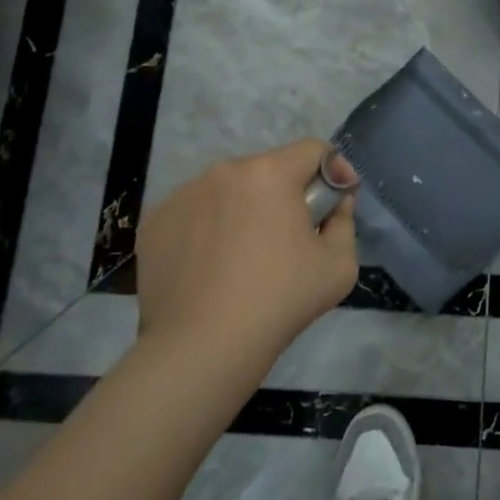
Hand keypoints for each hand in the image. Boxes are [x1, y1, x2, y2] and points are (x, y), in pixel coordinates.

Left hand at [134, 140, 358, 364]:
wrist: (201, 349)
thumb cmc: (279, 302)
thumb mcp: (340, 266)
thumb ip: (345, 221)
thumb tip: (336, 202)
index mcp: (270, 173)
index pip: (312, 150)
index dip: (332, 170)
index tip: (335, 201)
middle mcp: (223, 172)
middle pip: (268, 170)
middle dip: (286, 194)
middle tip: (290, 237)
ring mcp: (183, 195)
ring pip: (229, 190)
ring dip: (245, 208)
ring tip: (246, 255)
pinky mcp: (155, 222)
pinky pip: (195, 213)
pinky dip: (209, 228)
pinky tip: (211, 266)